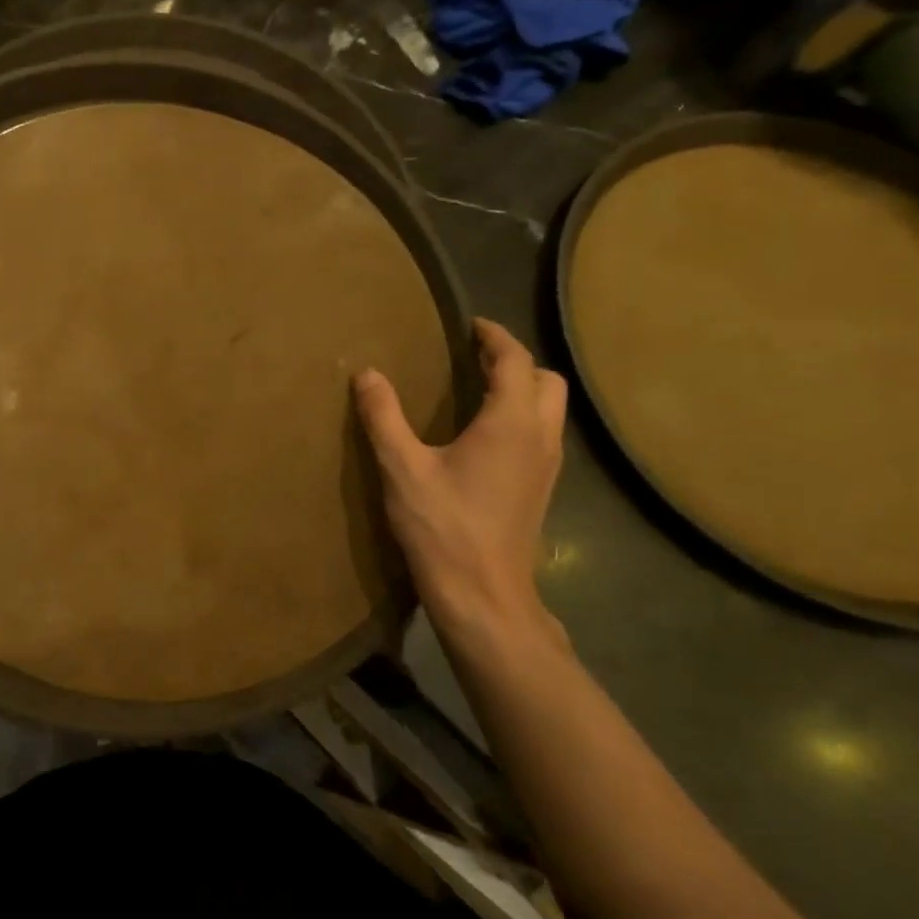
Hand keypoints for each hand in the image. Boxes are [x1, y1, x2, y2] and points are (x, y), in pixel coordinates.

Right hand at [355, 318, 569, 660]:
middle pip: (546, 381)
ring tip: (479, 388)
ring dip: (523, 389)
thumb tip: (367, 374)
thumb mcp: (401, 467)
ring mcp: (547, 466)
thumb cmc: (443, 526)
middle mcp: (540, 437)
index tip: (470, 324)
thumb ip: (383, 416)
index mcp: (510, 423)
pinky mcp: (541, 489)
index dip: (494, 336)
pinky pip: (542, 434)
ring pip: (550, 409)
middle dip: (516, 361)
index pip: (515, 361)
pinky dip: (522, 417)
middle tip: (475, 357)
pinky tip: (484, 435)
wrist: (483, 593)